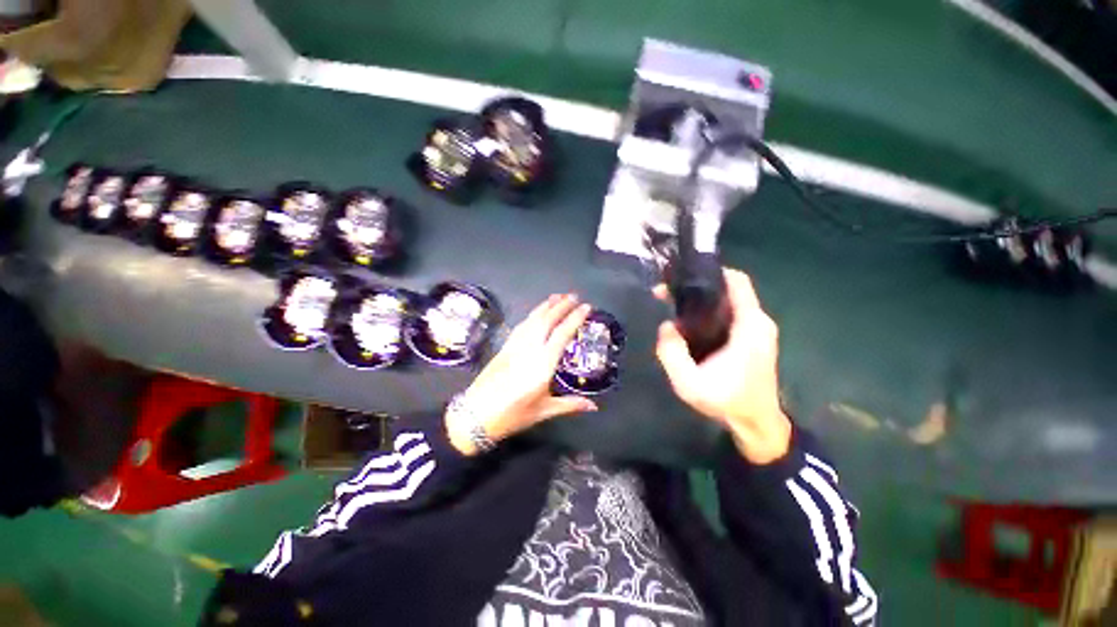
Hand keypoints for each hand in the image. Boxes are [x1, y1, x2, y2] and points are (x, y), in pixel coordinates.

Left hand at [447, 294, 597, 454]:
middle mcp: (528, 350)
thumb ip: (569, 405)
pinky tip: (535, 315)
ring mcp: (513, 348)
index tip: (586, 306)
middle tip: (573, 296)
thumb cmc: (512, 416)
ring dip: (545, 307)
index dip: (574, 318)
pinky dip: (531, 316)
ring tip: (557, 297)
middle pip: (546, 321)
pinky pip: (520, 327)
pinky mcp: (502, 350)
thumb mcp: (543, 411)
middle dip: (560, 306)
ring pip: (531, 320)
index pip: (562, 334)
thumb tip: (593, 406)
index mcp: (542, 364)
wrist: (475, 415)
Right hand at [654, 269, 791, 463]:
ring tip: (684, 314)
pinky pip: (740, 319)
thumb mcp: (690, 384)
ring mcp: (764, 332)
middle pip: (734, 291)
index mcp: (750, 324)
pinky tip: (701, 332)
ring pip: (736, 305)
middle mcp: (761, 321)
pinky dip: (721, 318)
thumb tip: (666, 327)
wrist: (757, 424)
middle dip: (705, 291)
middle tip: (676, 298)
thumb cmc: (728, 401)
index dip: (712, 273)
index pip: (737, 280)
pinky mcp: (762, 342)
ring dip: (712, 305)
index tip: (685, 279)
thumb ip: (672, 353)